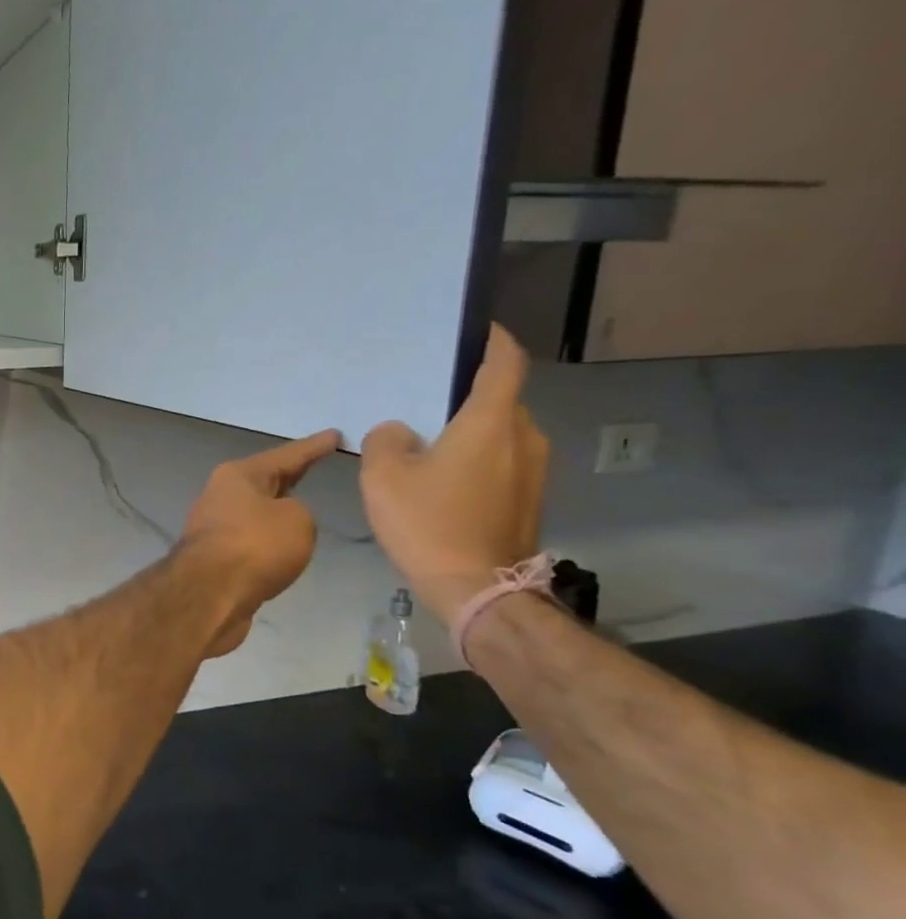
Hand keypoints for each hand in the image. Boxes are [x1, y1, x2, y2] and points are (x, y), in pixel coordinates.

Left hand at [180, 429, 341, 655]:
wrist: (209, 595)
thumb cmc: (255, 546)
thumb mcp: (297, 520)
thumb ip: (299, 513)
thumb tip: (281, 524)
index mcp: (238, 476)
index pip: (286, 455)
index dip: (313, 447)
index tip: (335, 435)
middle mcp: (220, 496)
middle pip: (265, 481)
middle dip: (290, 475)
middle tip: (316, 463)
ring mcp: (214, 528)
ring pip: (256, 512)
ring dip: (276, 511)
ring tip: (304, 507)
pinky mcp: (215, 559)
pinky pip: (252, 541)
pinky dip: (269, 540)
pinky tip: (282, 547)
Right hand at [359, 324, 549, 623]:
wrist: (477, 588)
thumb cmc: (428, 524)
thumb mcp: (384, 478)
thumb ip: (386, 440)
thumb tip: (400, 432)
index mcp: (491, 422)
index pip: (505, 363)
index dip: (494, 341)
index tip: (478, 330)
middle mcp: (524, 437)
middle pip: (501, 401)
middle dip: (470, 396)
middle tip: (428, 402)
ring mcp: (534, 470)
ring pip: (502, 434)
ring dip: (472, 432)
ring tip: (431, 445)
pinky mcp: (531, 498)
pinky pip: (503, 462)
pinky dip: (479, 459)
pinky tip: (445, 480)